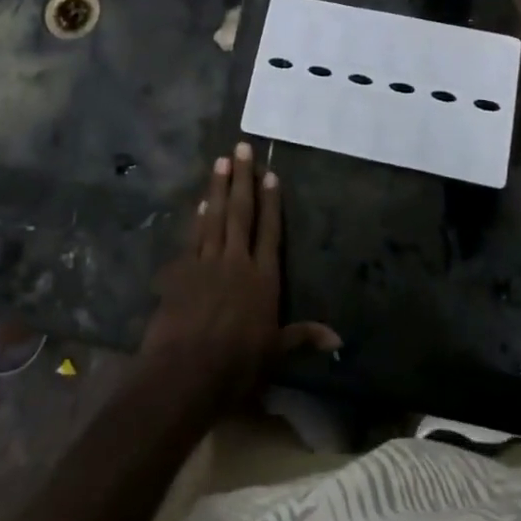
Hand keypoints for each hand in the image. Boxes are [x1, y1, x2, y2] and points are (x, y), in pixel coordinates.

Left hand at [139, 143, 340, 410]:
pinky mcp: (182, 271)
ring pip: (215, 217)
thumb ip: (302, 338)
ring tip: (221, 161)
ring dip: (218, 188)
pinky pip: (193, 236)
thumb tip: (338, 337)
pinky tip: (202, 201)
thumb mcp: (275, 354)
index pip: (269, 232)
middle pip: (241, 213)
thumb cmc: (236, 367)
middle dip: (243, 179)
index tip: (271, 175)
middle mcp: (236, 262)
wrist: (185, 373)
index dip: (271, 203)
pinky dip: (198, 217)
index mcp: (262, 280)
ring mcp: (207, 263)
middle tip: (241, 148)